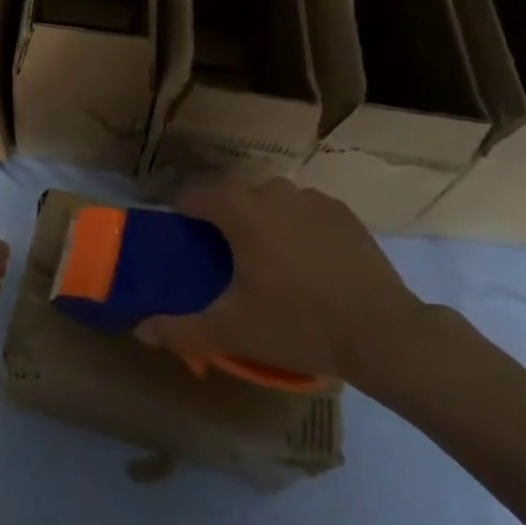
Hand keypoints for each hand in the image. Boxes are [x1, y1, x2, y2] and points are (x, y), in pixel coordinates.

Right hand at [135, 178, 428, 388]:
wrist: (383, 333)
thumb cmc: (298, 323)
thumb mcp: (232, 330)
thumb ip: (180, 329)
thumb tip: (141, 329)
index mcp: (240, 209)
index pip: (195, 196)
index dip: (183, 218)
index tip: (184, 246)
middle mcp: (273, 191)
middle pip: (233, 199)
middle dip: (223, 225)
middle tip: (226, 266)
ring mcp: (312, 199)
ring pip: (270, 204)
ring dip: (261, 225)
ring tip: (269, 267)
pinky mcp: (343, 213)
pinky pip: (303, 213)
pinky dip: (296, 230)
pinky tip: (307, 267)